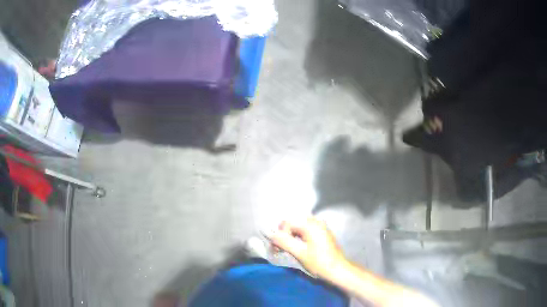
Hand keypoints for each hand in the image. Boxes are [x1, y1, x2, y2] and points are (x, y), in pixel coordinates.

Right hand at [267, 217, 346, 278]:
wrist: (338, 270)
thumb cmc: (319, 262)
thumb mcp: (299, 253)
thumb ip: (283, 242)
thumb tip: (270, 234)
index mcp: (311, 224)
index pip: (287, 223)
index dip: (279, 235)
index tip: (276, 249)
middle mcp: (316, 221)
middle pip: (293, 223)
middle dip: (284, 235)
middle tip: (280, 249)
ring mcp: (320, 226)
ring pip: (299, 227)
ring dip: (291, 236)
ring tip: (288, 249)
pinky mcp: (322, 233)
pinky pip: (306, 230)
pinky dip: (299, 237)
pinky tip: (298, 247)